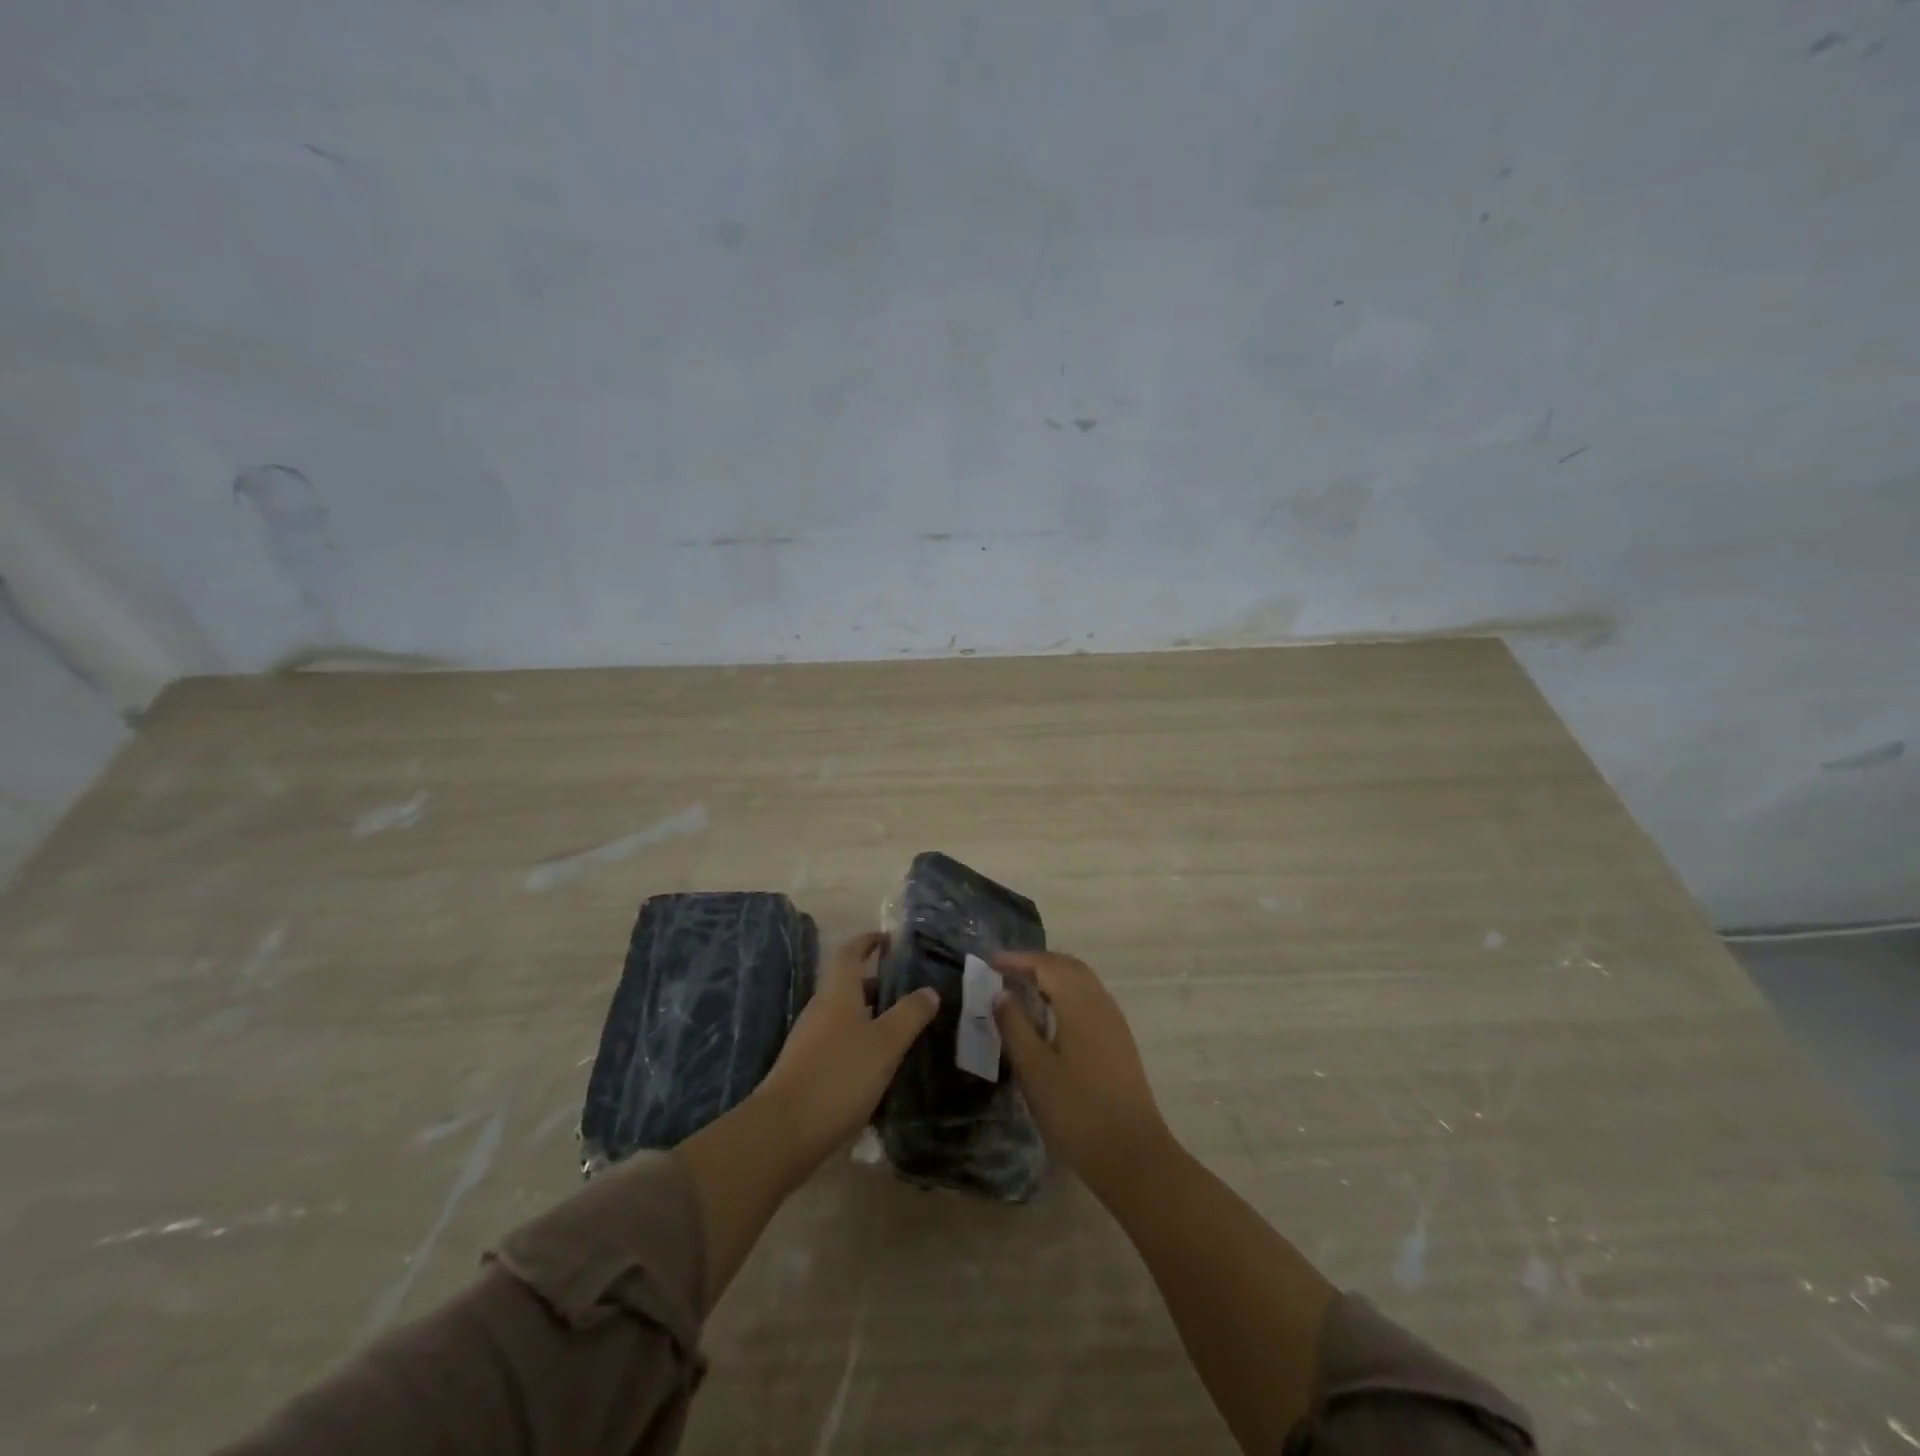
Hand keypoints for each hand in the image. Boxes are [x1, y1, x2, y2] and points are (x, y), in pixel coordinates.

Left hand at [754, 932, 938, 1170]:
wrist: (784, 1131)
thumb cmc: (839, 1075)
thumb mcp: (885, 1043)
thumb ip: (909, 1014)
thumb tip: (929, 990)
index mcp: (837, 993)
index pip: (850, 953)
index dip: (868, 942)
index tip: (888, 939)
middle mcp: (820, 1009)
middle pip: (847, 984)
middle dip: (875, 981)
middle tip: (906, 989)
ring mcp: (809, 1040)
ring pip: (843, 1014)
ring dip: (868, 1013)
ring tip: (899, 1026)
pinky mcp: (805, 1068)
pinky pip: (837, 1041)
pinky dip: (858, 1040)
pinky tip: (876, 1063)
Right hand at [992, 950, 1173, 1199]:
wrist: (1132, 1155)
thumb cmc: (1076, 1110)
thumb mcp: (1034, 1069)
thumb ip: (1015, 1025)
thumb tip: (1001, 993)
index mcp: (1079, 1003)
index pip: (1047, 965)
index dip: (1018, 959)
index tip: (991, 962)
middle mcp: (1101, 1003)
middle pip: (1069, 966)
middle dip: (1038, 963)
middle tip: (1007, 971)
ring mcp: (1115, 1023)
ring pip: (1083, 982)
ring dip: (1054, 977)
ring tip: (1025, 990)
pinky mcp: (1120, 1043)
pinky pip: (1091, 1000)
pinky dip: (1067, 994)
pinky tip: (1052, 1018)